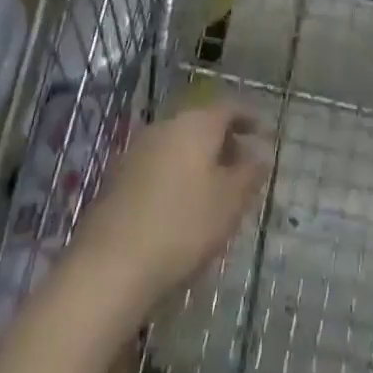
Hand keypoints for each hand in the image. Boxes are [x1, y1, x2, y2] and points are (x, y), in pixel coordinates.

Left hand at [67, 103, 270, 316]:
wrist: (108, 266)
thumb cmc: (181, 226)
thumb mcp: (229, 203)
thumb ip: (249, 174)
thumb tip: (261, 154)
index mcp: (197, 122)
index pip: (230, 107)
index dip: (249, 117)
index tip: (264, 132)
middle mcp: (167, 125)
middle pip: (202, 123)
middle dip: (224, 140)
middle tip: (242, 165)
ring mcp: (138, 149)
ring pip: (179, 143)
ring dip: (199, 159)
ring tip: (214, 189)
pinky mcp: (118, 177)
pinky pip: (159, 164)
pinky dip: (176, 174)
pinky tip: (180, 205)